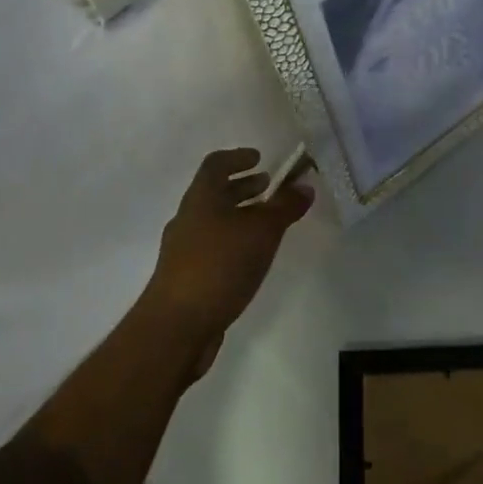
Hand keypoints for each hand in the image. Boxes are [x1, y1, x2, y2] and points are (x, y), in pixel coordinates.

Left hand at [141, 149, 313, 371]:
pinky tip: (253, 258)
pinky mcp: (188, 277)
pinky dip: (235, 242)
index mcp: (201, 198)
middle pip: (215, 193)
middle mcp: (189, 218)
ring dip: (240, 216)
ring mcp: (185, 250)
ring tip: (268, 223)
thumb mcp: (262, 231)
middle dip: (243, 187)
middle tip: (268, 187)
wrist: (177, 326)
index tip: (259, 158)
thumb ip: (285, 207)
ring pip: (215, 221)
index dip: (237, 157)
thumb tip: (305, 185)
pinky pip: (214, 247)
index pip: (215, 164)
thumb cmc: (220, 265)